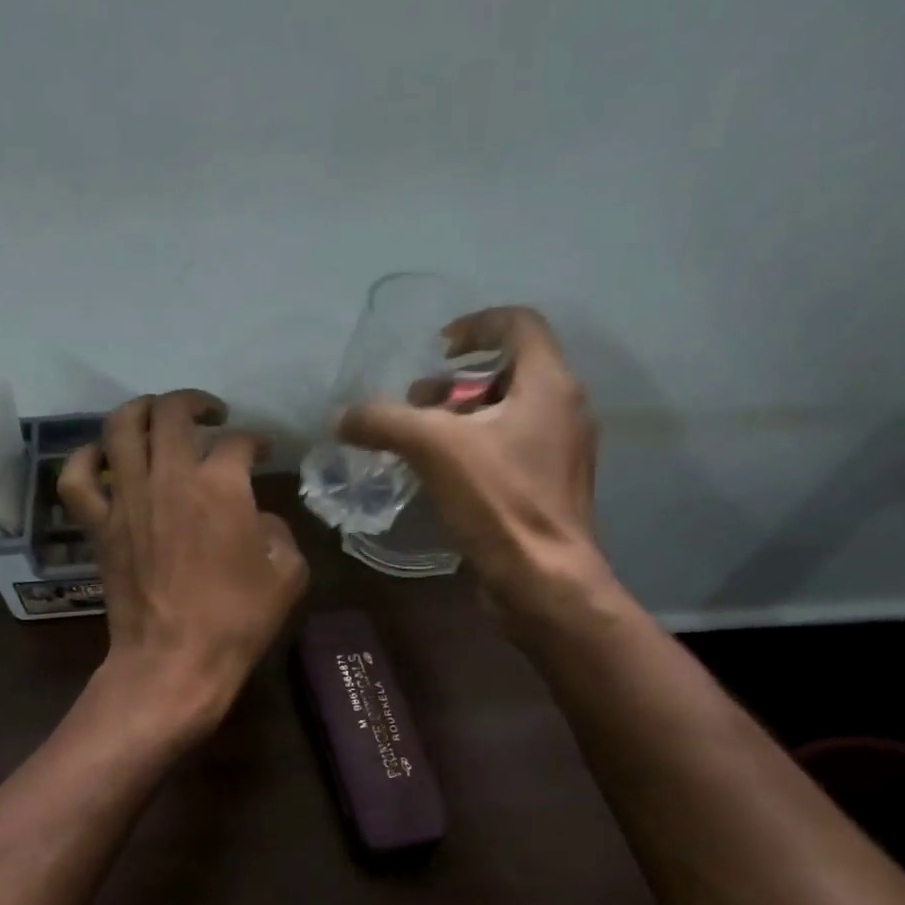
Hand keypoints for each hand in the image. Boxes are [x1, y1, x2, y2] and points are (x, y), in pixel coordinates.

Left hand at [59, 390, 308, 732]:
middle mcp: (170, 477)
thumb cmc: (236, 622)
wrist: (174, 660)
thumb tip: (256, 519)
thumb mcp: (287, 575)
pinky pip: (77, 478)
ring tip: (158, 417)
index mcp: (222, 486)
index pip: (238, 442)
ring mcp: (127, 498)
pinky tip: (101, 457)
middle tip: (210, 416)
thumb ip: (278, 532)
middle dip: (195, 403)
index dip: (255, 441)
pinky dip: (85, 459)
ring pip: (121, 427)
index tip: (262, 452)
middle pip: (173, 412)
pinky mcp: (99, 525)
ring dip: (142, 410)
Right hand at [336, 306, 607, 622]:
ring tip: (419, 441)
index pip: (519, 325)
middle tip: (416, 403)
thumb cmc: (499, 502)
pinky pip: (508, 450)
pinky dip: (473, 449)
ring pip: (507, 414)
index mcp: (549, 385)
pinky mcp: (548, 489)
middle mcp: (563, 411)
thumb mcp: (434, 449)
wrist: (543, 581)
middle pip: (509, 372)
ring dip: (461, 418)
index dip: (476, 324)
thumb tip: (341, 417)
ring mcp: (559, 453)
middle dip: (457, 382)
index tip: (438, 347)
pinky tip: (439, 476)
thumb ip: (385, 423)